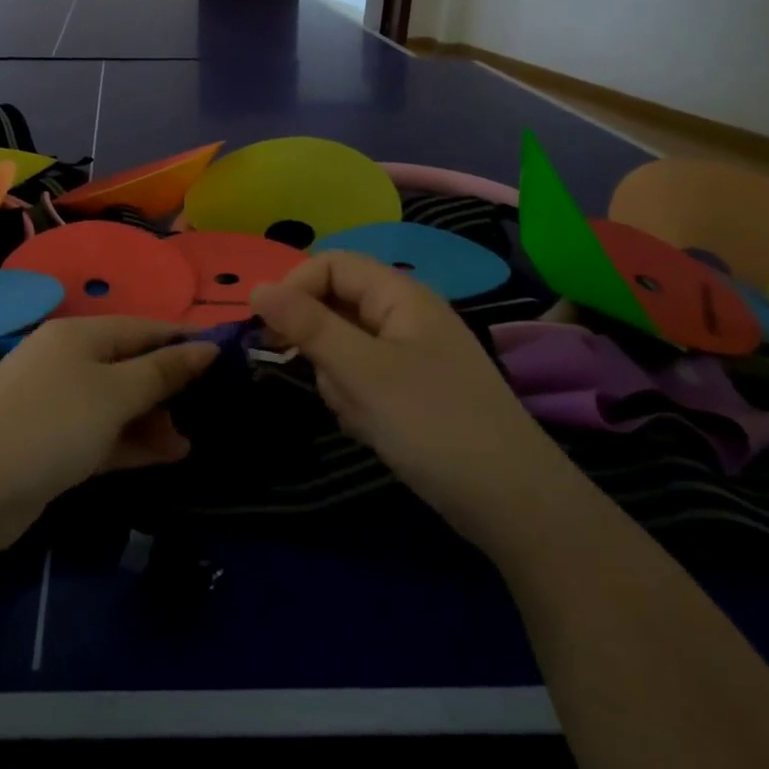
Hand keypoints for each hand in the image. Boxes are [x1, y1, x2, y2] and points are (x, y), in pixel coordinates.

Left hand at [0, 317, 218, 546]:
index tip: (226, 362)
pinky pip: (101, 435)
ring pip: (117, 404)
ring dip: (152, 421)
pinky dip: (130, 443)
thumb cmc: (51, 424)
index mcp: (79, 336)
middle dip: (168, 388)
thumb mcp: (115, 393)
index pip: (143, 328)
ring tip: (186, 445)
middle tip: (207, 412)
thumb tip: (207, 347)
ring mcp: (56, 405)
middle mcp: (66, 362)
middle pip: (130, 366)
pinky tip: (164, 457)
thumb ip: (162, 371)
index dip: (183, 342)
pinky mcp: (51, 444)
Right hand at [251, 253, 574, 547]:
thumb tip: (256, 287)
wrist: (512, 503)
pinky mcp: (410, 391)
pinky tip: (372, 429)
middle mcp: (405, 316)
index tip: (267, 331)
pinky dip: (355, 401)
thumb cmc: (433, 424)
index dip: (295, 288)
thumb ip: (307, 326)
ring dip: (337, 379)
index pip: (331, 265)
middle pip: (335, 306)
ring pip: (343, 348)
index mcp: (401, 295)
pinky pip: (362, 379)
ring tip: (360, 414)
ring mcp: (410, 355)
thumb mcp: (361, 371)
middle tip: (328, 382)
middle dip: (319, 345)